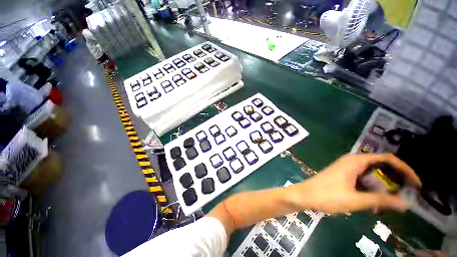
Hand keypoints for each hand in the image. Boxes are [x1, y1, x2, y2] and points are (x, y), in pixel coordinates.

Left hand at [292, 153, 421, 213]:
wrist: (304, 195)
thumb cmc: (327, 196)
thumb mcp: (356, 200)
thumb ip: (381, 201)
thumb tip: (405, 204)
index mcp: (355, 161)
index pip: (387, 159)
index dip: (405, 169)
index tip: (416, 184)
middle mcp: (351, 161)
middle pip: (380, 166)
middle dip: (395, 179)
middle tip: (405, 195)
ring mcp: (346, 168)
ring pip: (372, 175)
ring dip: (383, 187)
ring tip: (390, 203)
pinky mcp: (342, 175)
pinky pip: (362, 180)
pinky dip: (371, 190)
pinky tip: (373, 204)